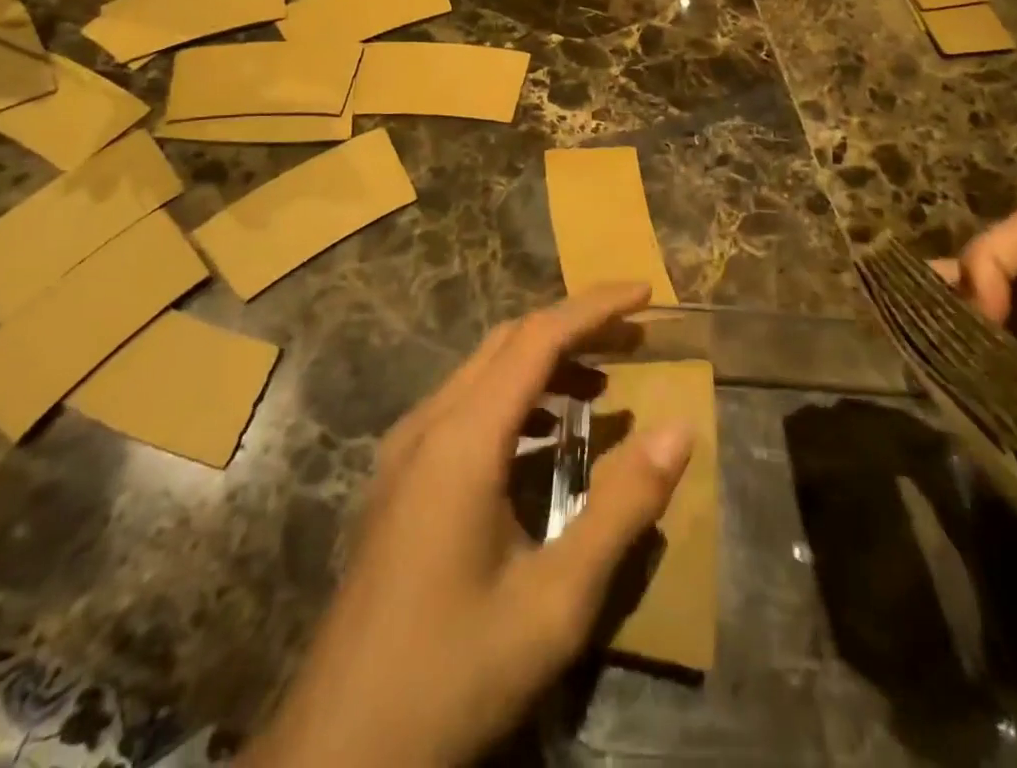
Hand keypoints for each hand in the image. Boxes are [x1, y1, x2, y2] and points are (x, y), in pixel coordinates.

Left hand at [245, 283, 693, 767]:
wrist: (336, 757)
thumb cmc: (452, 675)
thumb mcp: (555, 603)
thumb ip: (621, 509)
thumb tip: (680, 430)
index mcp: (463, 438)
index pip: (538, 337)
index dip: (595, 307)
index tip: (646, 293)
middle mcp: (428, 424)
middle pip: (509, 342)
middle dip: (575, 327)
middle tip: (635, 337)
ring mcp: (405, 451)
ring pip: (483, 371)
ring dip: (545, 362)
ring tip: (603, 385)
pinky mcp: (399, 481)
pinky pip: (465, 407)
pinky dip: (515, 398)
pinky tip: (545, 438)